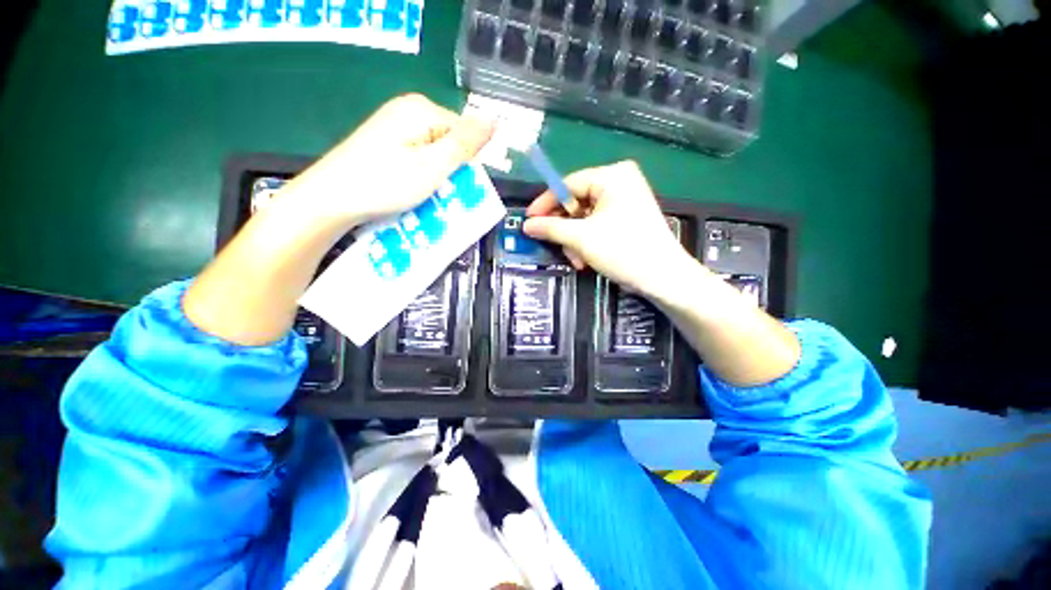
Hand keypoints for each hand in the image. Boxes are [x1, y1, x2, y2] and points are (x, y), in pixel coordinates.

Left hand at [279, 94, 494, 230]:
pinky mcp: (385, 143)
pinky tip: (412, 192)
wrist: (332, 198)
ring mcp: (394, 127)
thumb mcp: (434, 165)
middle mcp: (408, 111)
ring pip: (434, 154)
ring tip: (426, 197)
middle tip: (441, 195)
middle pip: (449, 143)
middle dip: (451, 171)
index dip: (467, 162)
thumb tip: (494, 119)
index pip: (466, 133)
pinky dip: (421, 177)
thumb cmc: (385, 183)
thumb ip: (465, 143)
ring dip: (437, 178)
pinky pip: (417, 159)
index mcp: (422, 110)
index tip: (459, 187)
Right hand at [522, 161, 693, 297]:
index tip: (528, 220)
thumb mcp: (581, 238)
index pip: (568, 184)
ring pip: (585, 217)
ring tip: (577, 260)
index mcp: (612, 176)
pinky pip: (596, 224)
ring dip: (575, 241)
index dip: (545, 203)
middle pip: (576, 202)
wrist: (662, 277)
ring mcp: (625, 200)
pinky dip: (587, 242)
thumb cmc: (623, 250)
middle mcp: (620, 182)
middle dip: (565, 229)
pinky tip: (586, 259)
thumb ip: (551, 228)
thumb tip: (526, 225)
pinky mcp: (627, 217)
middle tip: (554, 246)